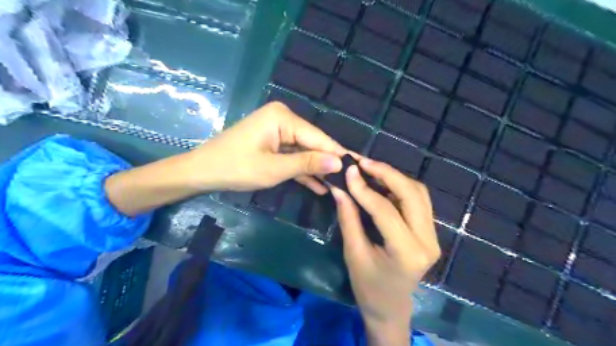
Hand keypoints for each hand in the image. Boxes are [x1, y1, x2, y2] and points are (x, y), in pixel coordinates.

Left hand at [188, 103, 345, 193]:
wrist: (202, 172)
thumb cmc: (235, 168)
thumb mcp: (274, 168)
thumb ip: (307, 163)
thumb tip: (339, 162)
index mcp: (283, 118)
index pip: (318, 137)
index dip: (337, 154)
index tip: (358, 168)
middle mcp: (283, 119)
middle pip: (312, 143)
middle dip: (328, 163)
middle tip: (350, 181)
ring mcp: (278, 131)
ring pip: (304, 152)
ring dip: (316, 169)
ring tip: (338, 186)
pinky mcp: (273, 143)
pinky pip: (293, 156)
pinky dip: (303, 171)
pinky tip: (319, 186)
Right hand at [330, 158, 439, 344]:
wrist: (390, 307)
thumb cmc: (368, 286)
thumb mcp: (354, 253)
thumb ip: (348, 217)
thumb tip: (339, 187)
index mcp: (407, 253)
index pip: (385, 211)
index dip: (364, 188)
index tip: (348, 170)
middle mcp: (427, 241)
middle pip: (411, 194)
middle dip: (386, 173)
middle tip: (362, 163)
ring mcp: (433, 235)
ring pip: (418, 192)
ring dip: (394, 177)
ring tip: (370, 169)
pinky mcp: (430, 231)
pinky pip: (418, 200)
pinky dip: (400, 187)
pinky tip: (382, 183)